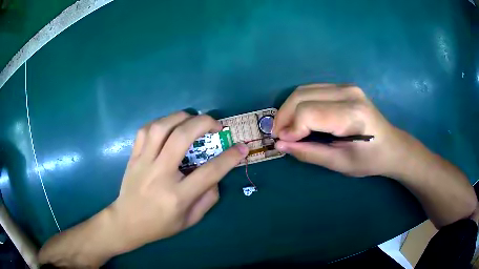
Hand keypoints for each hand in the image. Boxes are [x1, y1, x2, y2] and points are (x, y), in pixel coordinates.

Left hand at [109, 112, 248, 251]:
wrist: (127, 222)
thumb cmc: (160, 225)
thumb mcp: (190, 220)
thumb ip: (208, 199)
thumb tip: (216, 177)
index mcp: (177, 196)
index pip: (209, 172)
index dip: (230, 157)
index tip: (242, 147)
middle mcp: (160, 174)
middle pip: (181, 138)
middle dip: (203, 123)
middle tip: (216, 125)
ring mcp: (143, 163)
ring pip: (160, 128)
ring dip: (180, 117)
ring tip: (192, 119)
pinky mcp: (133, 157)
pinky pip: (144, 131)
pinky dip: (159, 122)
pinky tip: (168, 126)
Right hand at [273, 84, 409, 176]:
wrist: (392, 146)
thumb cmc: (370, 160)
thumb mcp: (340, 163)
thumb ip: (309, 153)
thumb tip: (281, 144)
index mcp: (351, 115)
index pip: (308, 112)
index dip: (291, 127)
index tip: (283, 142)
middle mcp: (348, 93)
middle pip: (302, 95)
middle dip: (284, 115)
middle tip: (279, 134)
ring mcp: (346, 86)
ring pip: (304, 89)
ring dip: (290, 108)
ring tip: (287, 127)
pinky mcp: (344, 86)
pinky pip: (313, 90)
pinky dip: (300, 103)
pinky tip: (300, 118)